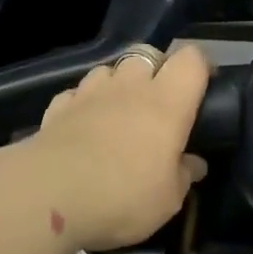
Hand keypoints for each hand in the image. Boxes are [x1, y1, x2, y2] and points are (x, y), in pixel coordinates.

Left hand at [25, 43, 210, 251]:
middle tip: (159, 102)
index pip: (191, 58)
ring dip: (118, 83)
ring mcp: (90, 92)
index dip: (200, 67)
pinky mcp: (57, 106)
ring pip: (110, 69)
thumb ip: (184, 175)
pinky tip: (83, 125)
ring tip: (118, 111)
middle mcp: (131, 86)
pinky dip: (83, 103)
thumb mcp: (168, 199)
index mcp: (167, 101)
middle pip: (149, 54)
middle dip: (156, 70)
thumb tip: (195, 164)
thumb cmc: (123, 195)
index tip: (204, 87)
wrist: (48, 195)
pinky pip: (77, 93)